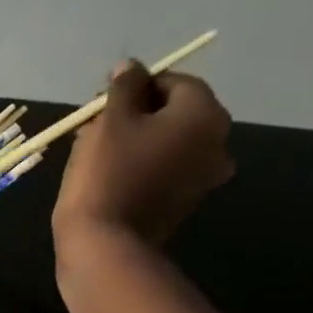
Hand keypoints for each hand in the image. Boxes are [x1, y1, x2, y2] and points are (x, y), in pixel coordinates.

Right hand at [53, 59, 233, 261]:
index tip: (102, 102)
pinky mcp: (183, 205)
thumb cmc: (106, 174)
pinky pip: (165, 172)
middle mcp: (216, 143)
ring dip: (137, 142)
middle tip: (97, 127)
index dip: (135, 87)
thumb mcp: (110, 120)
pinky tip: (110, 176)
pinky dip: (143, 167)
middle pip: (175, 114)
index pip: (173, 82)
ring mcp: (203, 179)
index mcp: (205, 114)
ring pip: (169, 144)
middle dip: (136, 115)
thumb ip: (123, 87)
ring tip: (96, 153)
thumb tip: (130, 67)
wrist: (103, 245)